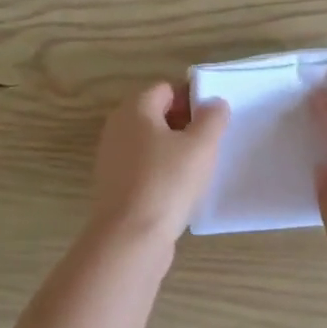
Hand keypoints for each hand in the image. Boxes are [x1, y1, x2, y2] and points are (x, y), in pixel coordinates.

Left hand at [87, 82, 228, 248]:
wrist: (129, 239)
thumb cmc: (167, 182)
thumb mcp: (201, 145)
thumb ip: (212, 118)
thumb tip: (214, 103)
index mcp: (134, 109)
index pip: (166, 89)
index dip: (192, 99)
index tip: (214, 120)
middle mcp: (117, 128)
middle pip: (156, 115)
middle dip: (185, 124)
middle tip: (210, 143)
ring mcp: (112, 158)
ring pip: (151, 143)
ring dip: (175, 151)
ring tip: (200, 168)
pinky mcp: (115, 186)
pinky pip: (144, 168)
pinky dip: (162, 172)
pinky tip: (181, 191)